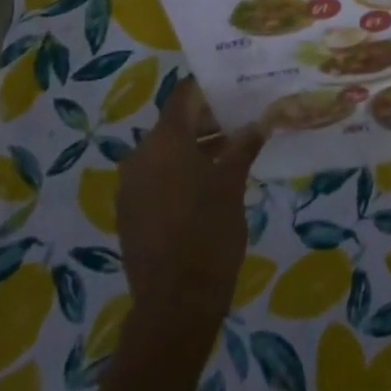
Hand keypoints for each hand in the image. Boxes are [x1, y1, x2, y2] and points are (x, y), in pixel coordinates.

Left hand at [116, 79, 265, 321]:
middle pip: (176, 123)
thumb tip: (259, 122)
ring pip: (167, 151)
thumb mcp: (233, 184)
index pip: (185, 95)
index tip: (238, 87)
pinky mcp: (130, 212)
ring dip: (198, 147)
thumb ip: (243, 146)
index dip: (211, 87)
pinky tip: (211, 183)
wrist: (175, 304)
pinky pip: (158, 176)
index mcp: (164, 141)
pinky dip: (182, 171)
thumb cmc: (209, 233)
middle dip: (210, 119)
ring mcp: (131, 186)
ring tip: (235, 151)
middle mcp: (140, 156)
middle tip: (244, 120)